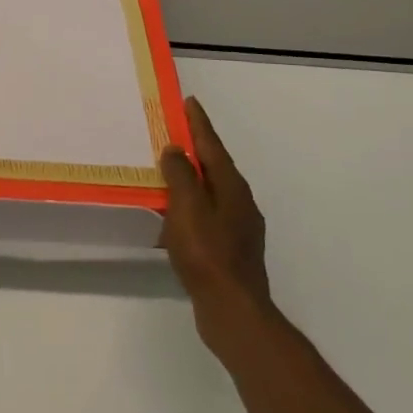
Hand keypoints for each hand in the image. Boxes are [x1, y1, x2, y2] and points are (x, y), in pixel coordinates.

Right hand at [159, 97, 271, 354]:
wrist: (233, 310)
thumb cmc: (207, 253)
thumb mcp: (187, 207)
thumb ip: (180, 175)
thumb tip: (176, 150)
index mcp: (232, 187)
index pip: (212, 146)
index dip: (199, 124)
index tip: (189, 102)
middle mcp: (241, 202)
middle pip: (216, 166)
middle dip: (198, 148)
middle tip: (176, 131)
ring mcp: (239, 227)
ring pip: (213, 191)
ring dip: (194, 177)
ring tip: (171, 169)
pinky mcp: (232, 249)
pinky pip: (209, 214)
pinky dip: (193, 204)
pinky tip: (178, 215)